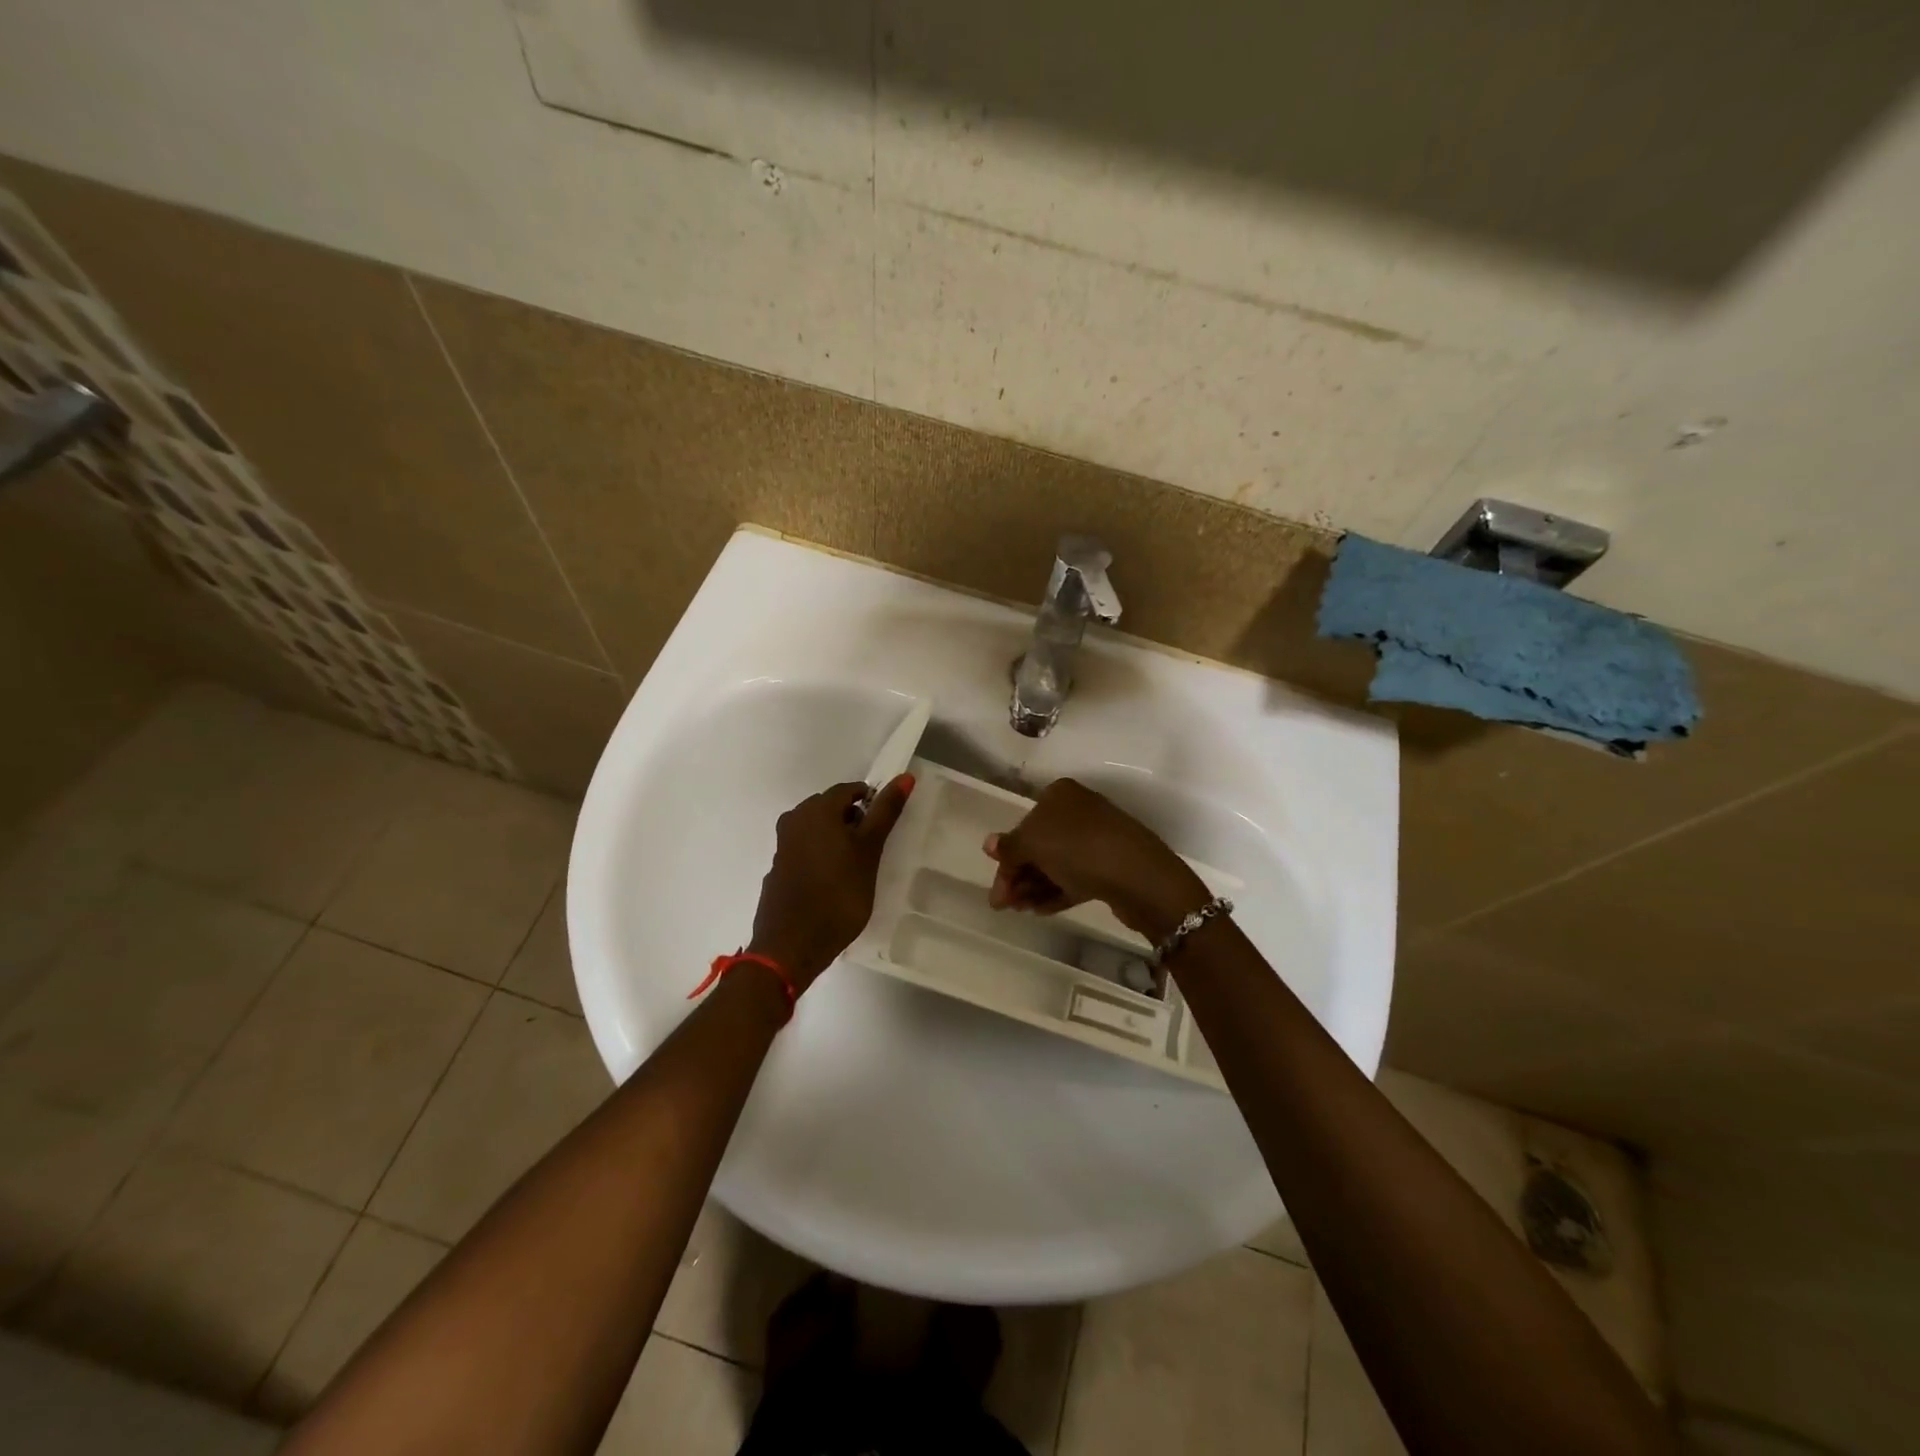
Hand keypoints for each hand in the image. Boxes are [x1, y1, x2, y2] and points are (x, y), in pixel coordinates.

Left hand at [748, 776, 913, 991]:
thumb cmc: (838, 894)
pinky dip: (822, 857)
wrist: (791, 945)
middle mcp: (794, 819)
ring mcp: (783, 846)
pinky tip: (834, 882)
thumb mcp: (869, 851)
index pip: (850, 790)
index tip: (885, 828)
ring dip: (838, 840)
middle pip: (831, 808)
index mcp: (815, 809)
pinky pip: (806, 851)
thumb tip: (905, 776)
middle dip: (854, 821)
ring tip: (857, 867)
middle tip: (873, 849)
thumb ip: (885, 813)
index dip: (872, 804)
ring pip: (818, 830)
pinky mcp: (779, 869)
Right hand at [985, 778, 1208, 940]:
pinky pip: (1075, 877)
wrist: (1139, 876)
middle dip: (1019, 876)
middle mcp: (1078, 810)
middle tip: (1005, 906)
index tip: (997, 891)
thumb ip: (1009, 847)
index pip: (1024, 825)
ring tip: (1022, 911)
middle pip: (1038, 845)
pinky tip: (1040, 911)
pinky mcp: (1109, 865)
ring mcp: (1097, 838)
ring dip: (1034, 886)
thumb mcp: (1034, 844)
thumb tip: (989, 844)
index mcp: (1059, 795)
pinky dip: (1055, 892)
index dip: (1006, 858)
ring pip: (1056, 863)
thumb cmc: (1079, 849)